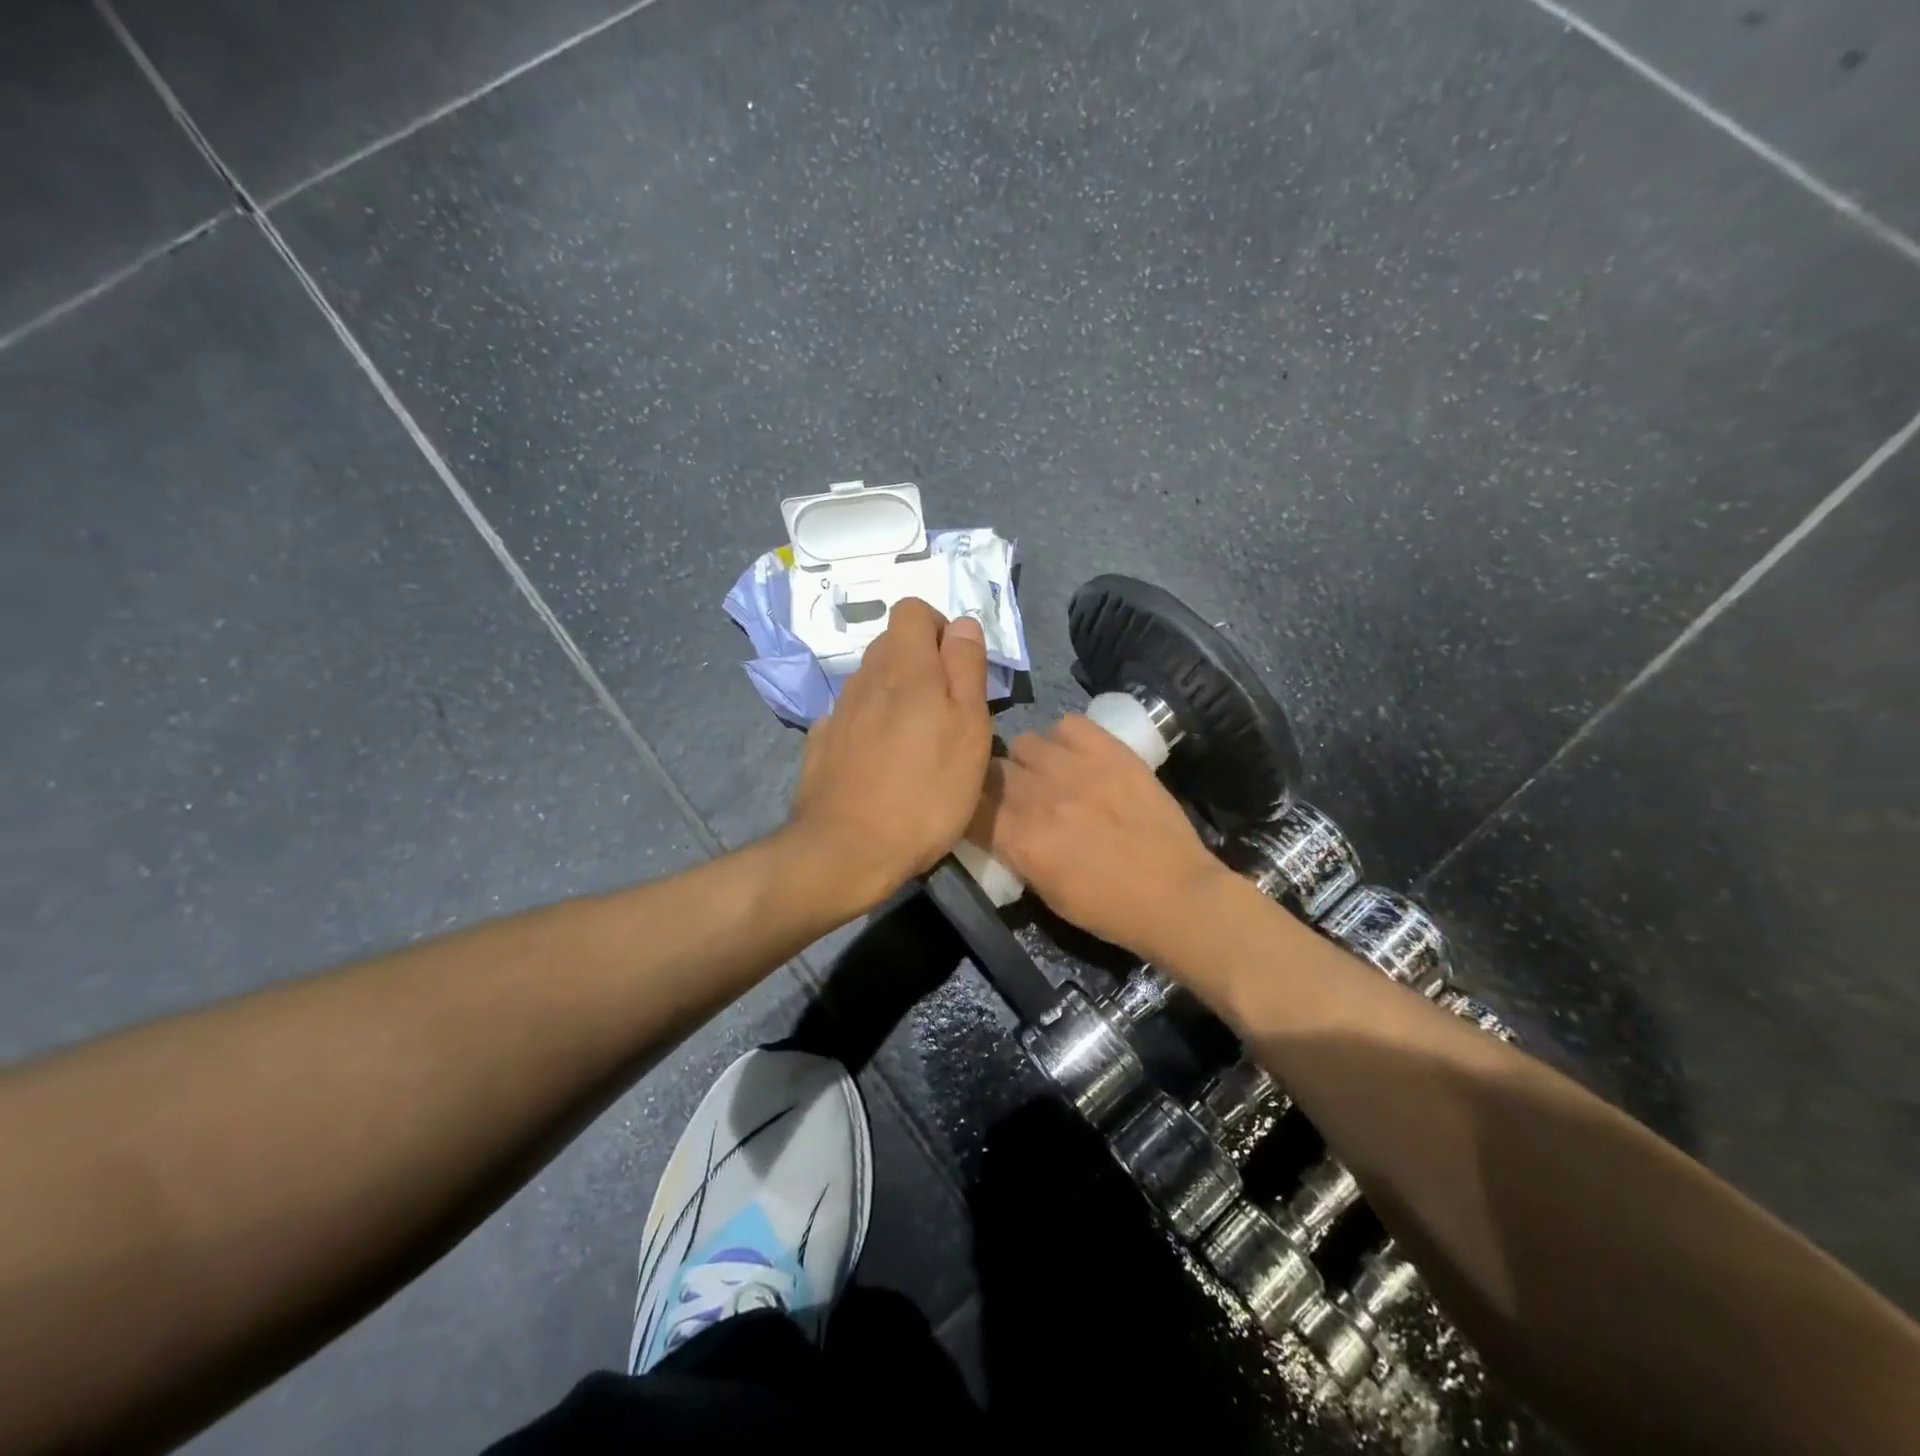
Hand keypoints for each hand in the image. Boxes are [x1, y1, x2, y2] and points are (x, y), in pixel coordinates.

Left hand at [787, 598, 991, 912]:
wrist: (848, 850)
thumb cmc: (926, 792)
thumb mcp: (969, 729)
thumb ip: (966, 668)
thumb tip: (962, 624)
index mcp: (905, 667)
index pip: (912, 610)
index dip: (939, 627)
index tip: (958, 666)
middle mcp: (865, 678)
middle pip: (891, 644)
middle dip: (921, 662)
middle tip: (946, 709)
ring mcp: (838, 711)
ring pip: (871, 681)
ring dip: (895, 695)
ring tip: (916, 740)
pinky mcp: (821, 743)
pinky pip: (851, 716)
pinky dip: (869, 724)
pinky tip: (880, 761)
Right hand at [969, 713, 1229, 958]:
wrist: (1176, 895)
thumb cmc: (1108, 908)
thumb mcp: (1045, 893)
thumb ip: (1014, 852)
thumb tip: (998, 826)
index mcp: (1019, 839)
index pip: (970, 804)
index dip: (971, 807)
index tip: (981, 814)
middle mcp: (1039, 796)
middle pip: (992, 769)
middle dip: (997, 784)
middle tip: (1017, 798)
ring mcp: (1076, 768)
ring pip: (1025, 742)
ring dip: (1030, 761)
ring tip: (1049, 775)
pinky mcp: (1110, 751)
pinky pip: (1067, 724)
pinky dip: (1065, 739)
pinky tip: (1077, 758)